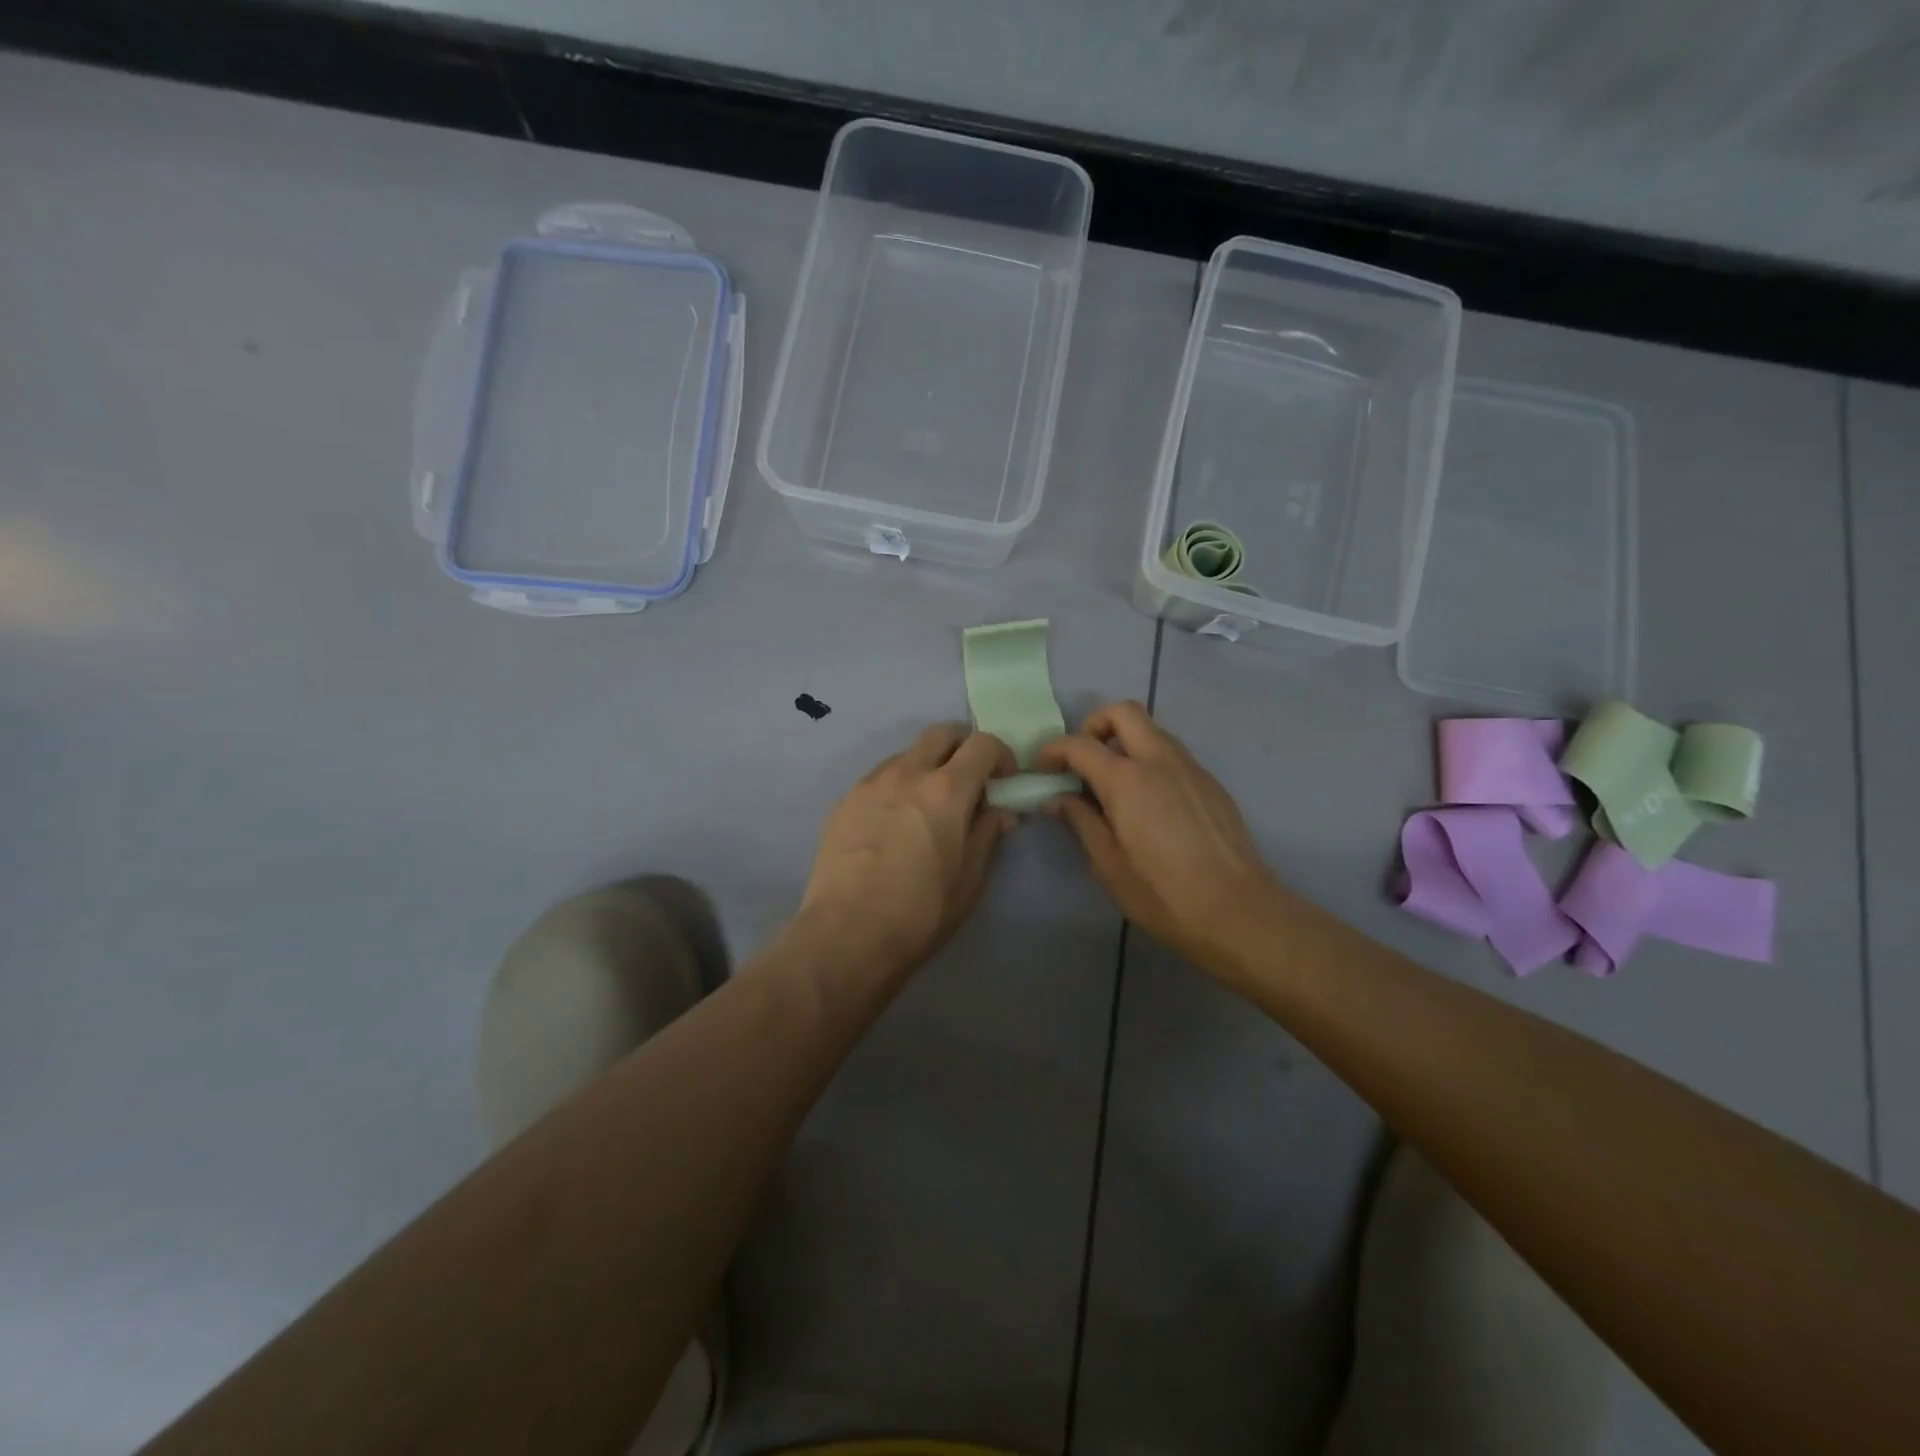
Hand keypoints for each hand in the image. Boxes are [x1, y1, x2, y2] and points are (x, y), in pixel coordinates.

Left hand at [801, 724, 1016, 977]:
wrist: (845, 934)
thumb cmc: (920, 912)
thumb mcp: (969, 879)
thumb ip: (988, 834)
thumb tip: (1000, 811)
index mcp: (946, 790)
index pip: (982, 744)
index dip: (1001, 755)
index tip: (1004, 780)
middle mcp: (906, 773)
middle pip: (941, 733)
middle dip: (963, 746)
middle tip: (970, 779)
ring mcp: (870, 784)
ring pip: (907, 754)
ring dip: (927, 766)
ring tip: (928, 805)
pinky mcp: (844, 801)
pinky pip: (879, 778)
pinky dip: (897, 786)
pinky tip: (894, 823)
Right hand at [1036, 701, 1279, 972]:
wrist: (1238, 911)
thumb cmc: (1162, 893)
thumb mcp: (1108, 864)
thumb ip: (1080, 821)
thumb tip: (1057, 798)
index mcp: (1128, 779)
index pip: (1080, 744)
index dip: (1053, 750)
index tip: (1042, 769)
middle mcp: (1160, 760)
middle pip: (1123, 712)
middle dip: (1095, 726)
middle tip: (1082, 761)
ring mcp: (1191, 768)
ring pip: (1153, 730)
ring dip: (1126, 742)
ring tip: (1113, 785)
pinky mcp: (1211, 784)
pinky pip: (1173, 755)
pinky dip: (1151, 762)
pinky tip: (1148, 804)